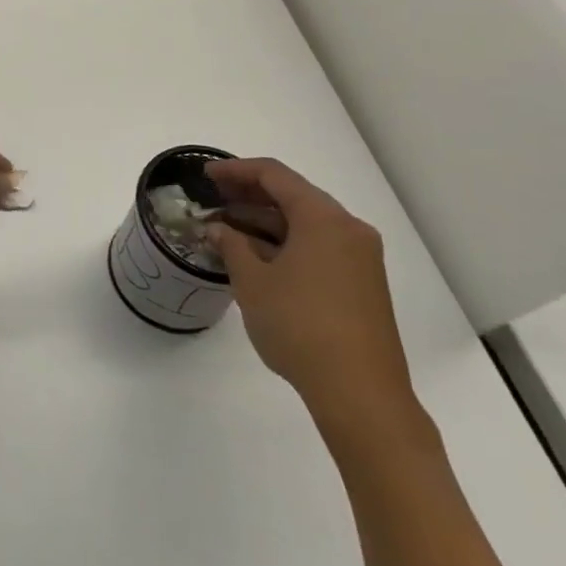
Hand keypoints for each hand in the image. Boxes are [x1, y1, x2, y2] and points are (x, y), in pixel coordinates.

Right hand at [204, 158, 418, 433]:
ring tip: (225, 228)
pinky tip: (254, 255)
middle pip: (293, 196)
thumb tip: (218, 228)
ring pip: (305, 224)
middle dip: (249, 195)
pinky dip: (284, 243)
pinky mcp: (361, 284)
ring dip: (264, 221)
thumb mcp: (252, 282)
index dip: (235, 170)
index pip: (274, 175)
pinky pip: (317, 246)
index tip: (205, 175)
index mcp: (323, 218)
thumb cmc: (300, 326)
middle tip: (212, 198)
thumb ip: (231, 245)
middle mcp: (347, 229)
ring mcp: (359, 258)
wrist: (360, 394)